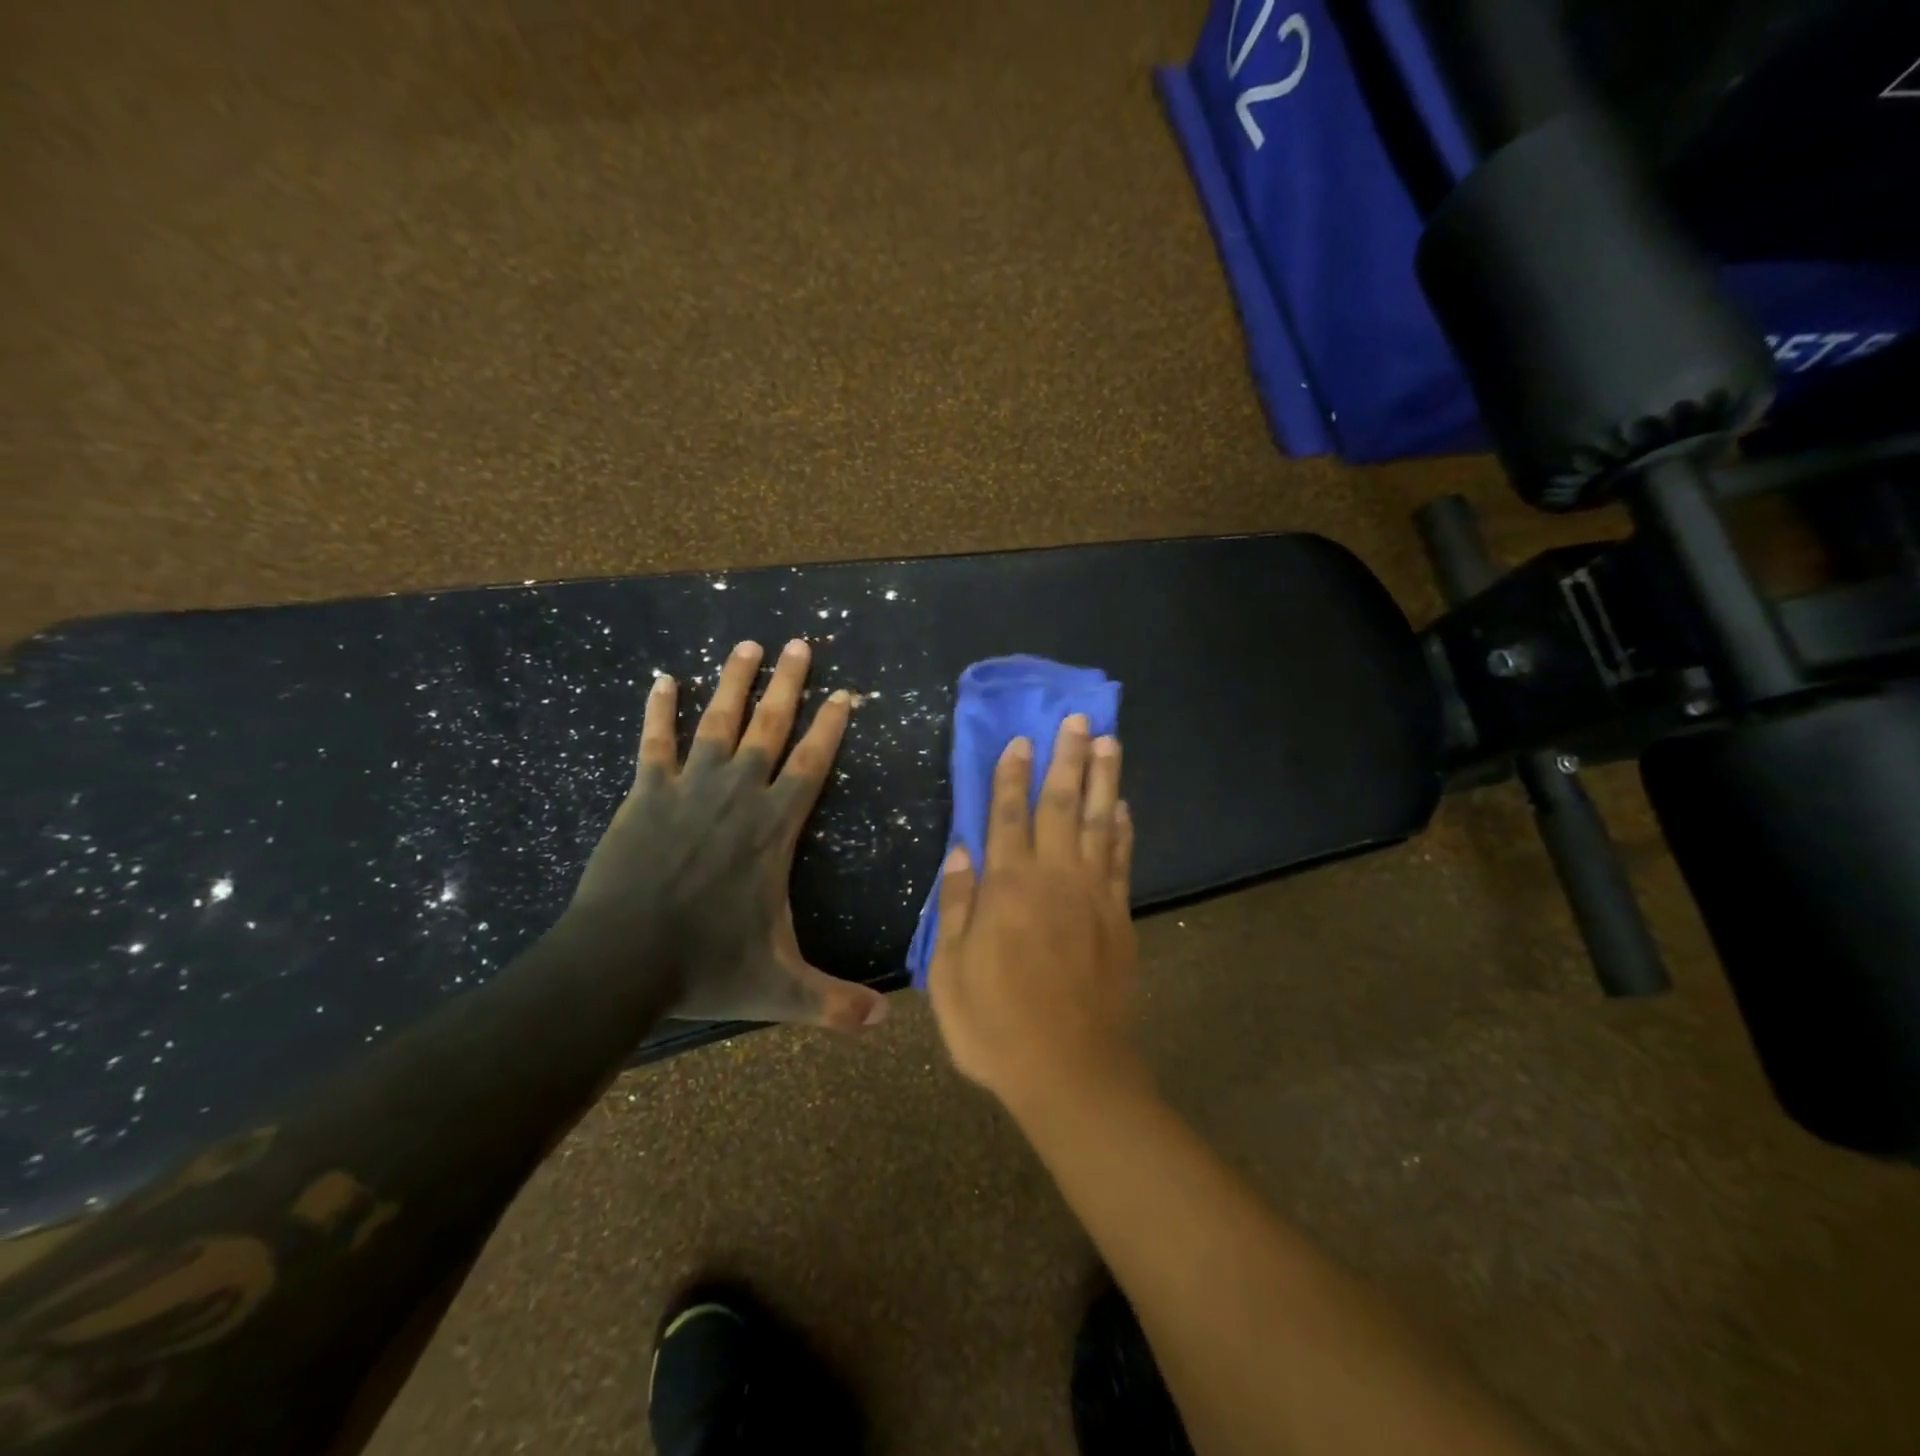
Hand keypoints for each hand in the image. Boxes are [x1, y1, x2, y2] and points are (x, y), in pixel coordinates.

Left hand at [569, 638, 888, 1029]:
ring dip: (735, 681)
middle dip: (789, 683)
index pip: (812, 764)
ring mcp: (689, 789)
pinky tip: (662, 680)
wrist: (620, 962)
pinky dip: (660, 710)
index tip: (845, 693)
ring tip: (748, 644)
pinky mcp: (645, 795)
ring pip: (719, 722)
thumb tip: (886, 1025)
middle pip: (770, 727)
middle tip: (800, 643)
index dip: (830, 726)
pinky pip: (655, 743)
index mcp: (773, 829)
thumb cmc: (706, 967)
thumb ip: (833, 1003)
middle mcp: (738, 795)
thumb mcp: (781, 989)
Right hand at [927, 716, 1139, 1109]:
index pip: (1007, 816)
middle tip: (1078, 719)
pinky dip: (1122, 830)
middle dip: (1067, 759)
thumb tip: (959, 853)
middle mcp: (1053, 878)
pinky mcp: (1118, 917)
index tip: (1020, 740)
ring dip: (1103, 780)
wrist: (1069, 1069)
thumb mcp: (949, 973)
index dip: (1011, 776)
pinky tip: (1122, 807)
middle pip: (1060, 805)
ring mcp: (1092, 895)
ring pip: (1097, 822)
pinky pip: (1121, 861)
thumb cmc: (996, 1024)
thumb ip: (955, 908)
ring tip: (1109, 742)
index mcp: (1007, 888)